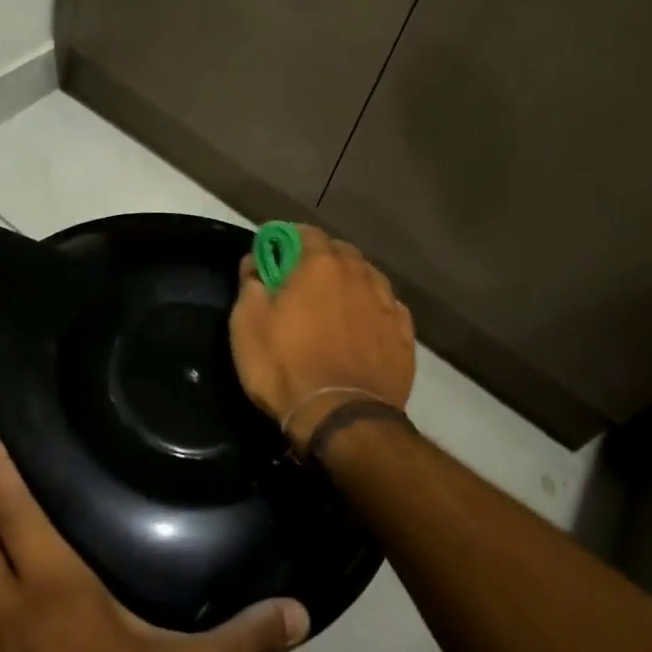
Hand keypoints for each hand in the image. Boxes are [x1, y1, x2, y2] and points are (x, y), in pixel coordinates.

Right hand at [229, 225, 415, 452]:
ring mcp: (387, 304)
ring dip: (351, 281)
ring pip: (368, 277)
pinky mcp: (404, 335)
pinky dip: (373, 308)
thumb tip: (255, 261)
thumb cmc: (286, 367)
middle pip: (341, 252)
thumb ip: (250, 284)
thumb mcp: (247, 326)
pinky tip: (364, 324)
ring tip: (336, 302)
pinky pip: (387, 308)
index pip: (306, 233)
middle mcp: (359, 275)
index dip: (287, 238)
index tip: (275, 252)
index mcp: (321, 265)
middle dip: (321, 257)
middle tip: (302, 278)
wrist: (342, 419)